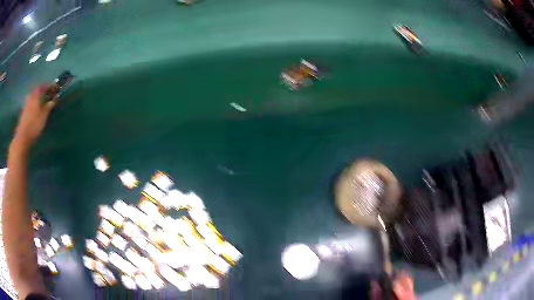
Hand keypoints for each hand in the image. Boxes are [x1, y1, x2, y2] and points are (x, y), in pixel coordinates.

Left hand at [14, 86, 56, 146]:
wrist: (22, 137)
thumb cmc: (35, 124)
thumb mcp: (44, 115)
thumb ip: (50, 105)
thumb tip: (55, 99)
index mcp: (36, 94)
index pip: (43, 86)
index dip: (49, 87)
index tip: (53, 90)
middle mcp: (30, 97)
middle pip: (36, 92)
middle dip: (41, 94)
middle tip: (46, 98)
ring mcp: (25, 105)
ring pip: (32, 99)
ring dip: (36, 101)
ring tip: (40, 107)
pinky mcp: (23, 114)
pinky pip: (29, 107)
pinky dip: (32, 108)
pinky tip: (34, 114)